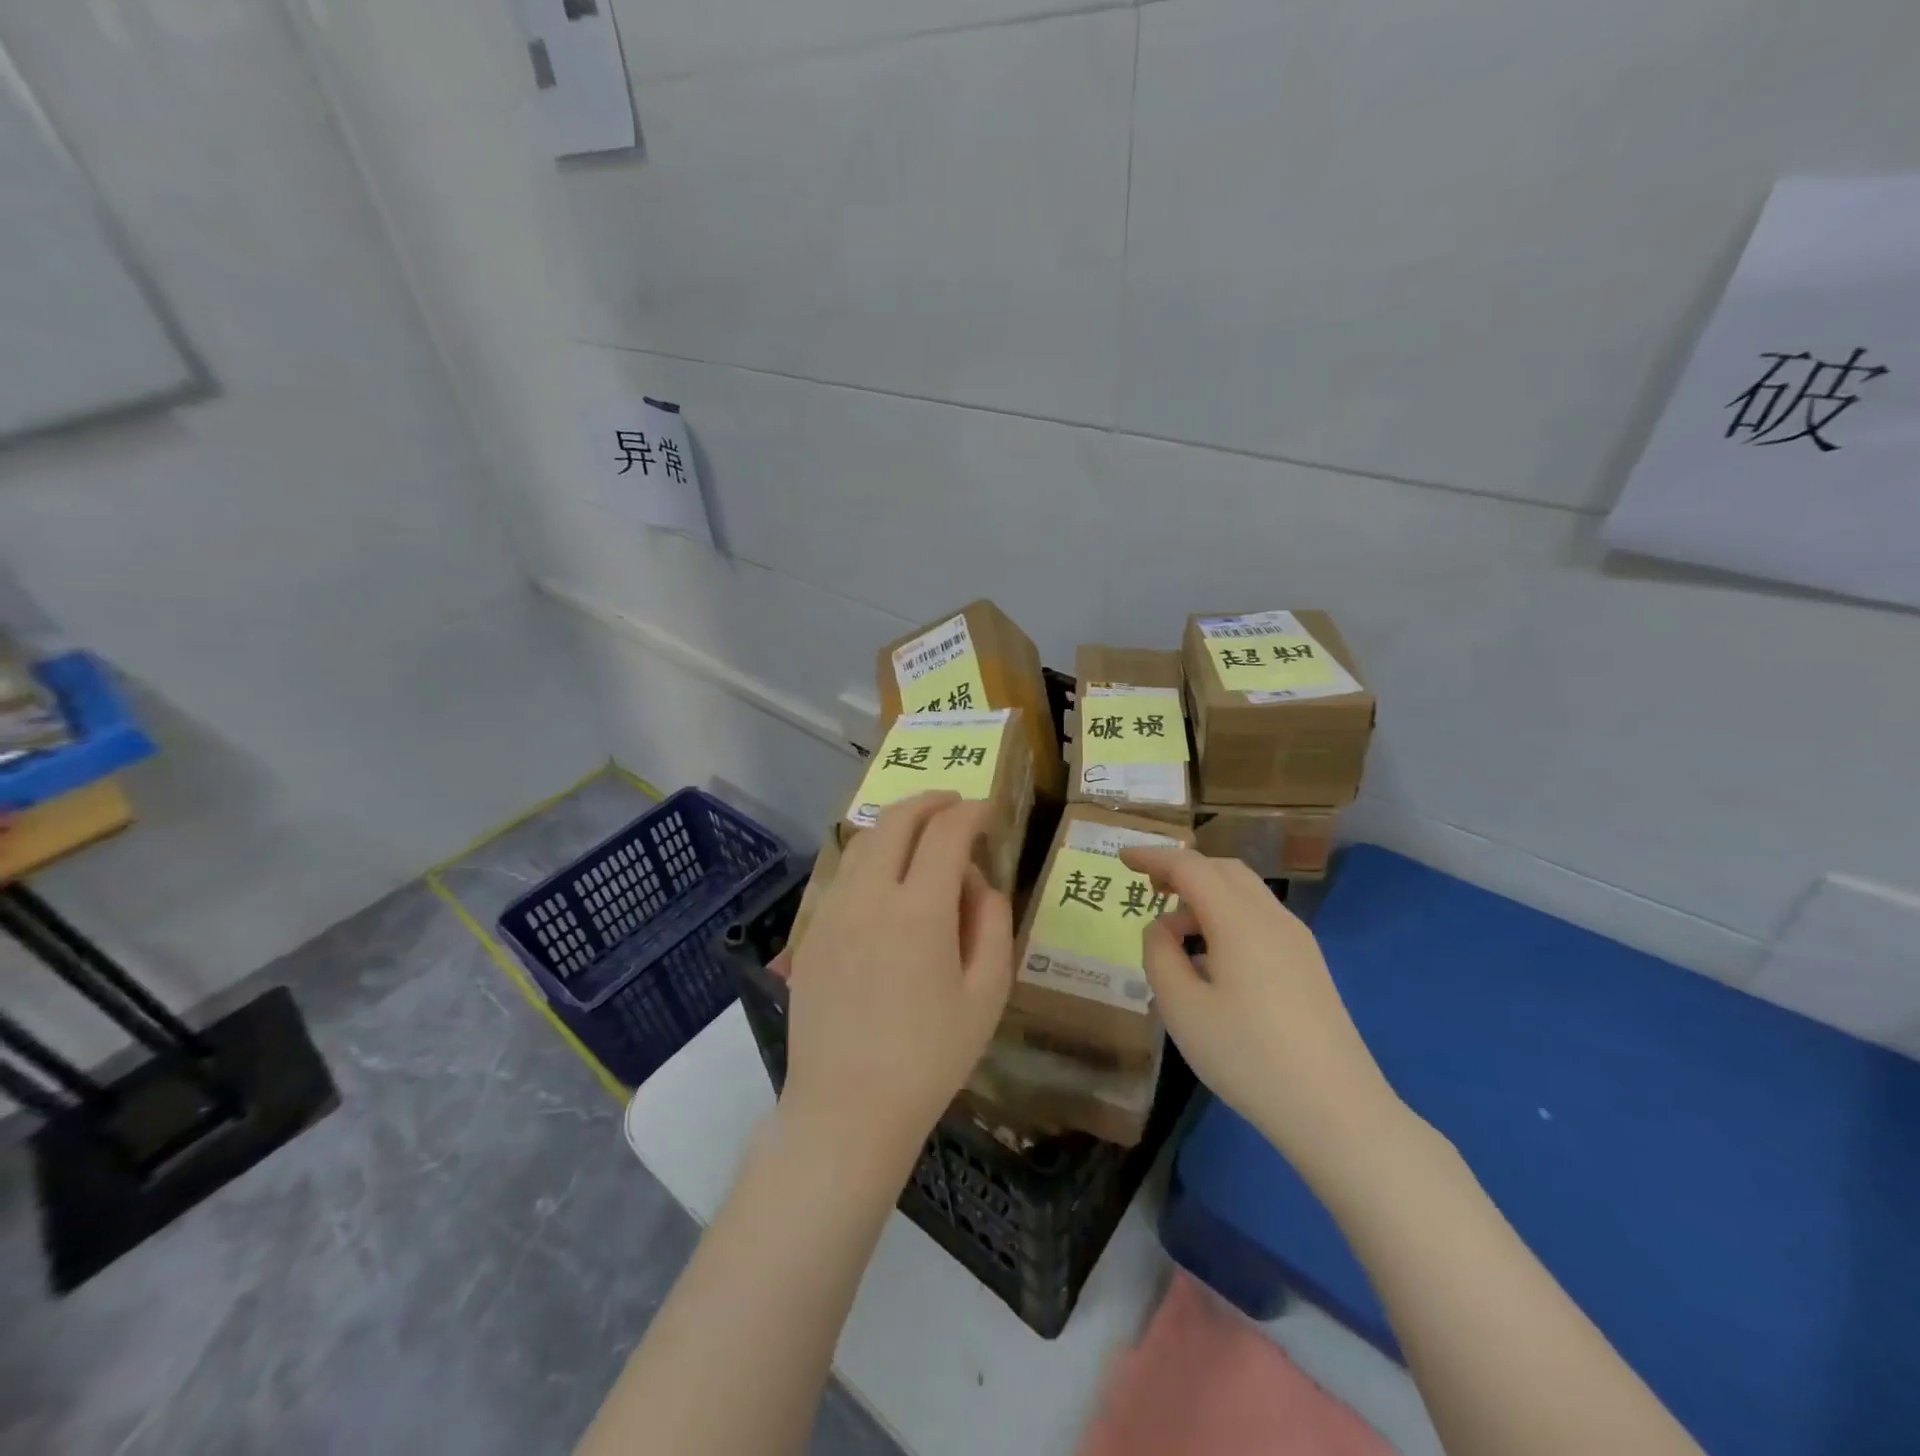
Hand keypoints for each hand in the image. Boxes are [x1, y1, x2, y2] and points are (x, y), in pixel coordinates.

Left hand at [782, 792, 1013, 1180]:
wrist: (847, 1108)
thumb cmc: (930, 1057)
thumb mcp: (987, 994)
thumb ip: (992, 923)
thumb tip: (978, 880)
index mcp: (919, 910)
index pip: (946, 833)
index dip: (970, 812)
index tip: (987, 811)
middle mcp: (870, 896)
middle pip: (897, 821)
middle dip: (930, 802)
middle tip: (954, 803)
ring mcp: (833, 911)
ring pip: (864, 842)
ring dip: (896, 824)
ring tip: (921, 833)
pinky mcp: (812, 932)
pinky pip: (844, 874)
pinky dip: (871, 855)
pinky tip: (886, 877)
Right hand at [1120, 848, 1406, 1178]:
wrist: (1338, 1113)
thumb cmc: (1249, 1057)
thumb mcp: (1182, 1008)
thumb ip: (1160, 955)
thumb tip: (1162, 928)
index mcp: (1239, 920)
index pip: (1189, 867)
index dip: (1153, 857)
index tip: (1122, 857)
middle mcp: (1273, 919)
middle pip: (1223, 870)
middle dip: (1182, 869)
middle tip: (1148, 887)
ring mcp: (1298, 943)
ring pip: (1245, 894)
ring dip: (1205, 896)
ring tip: (1174, 933)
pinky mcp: (1309, 967)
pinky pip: (1259, 921)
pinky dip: (1226, 918)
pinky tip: (1212, 961)